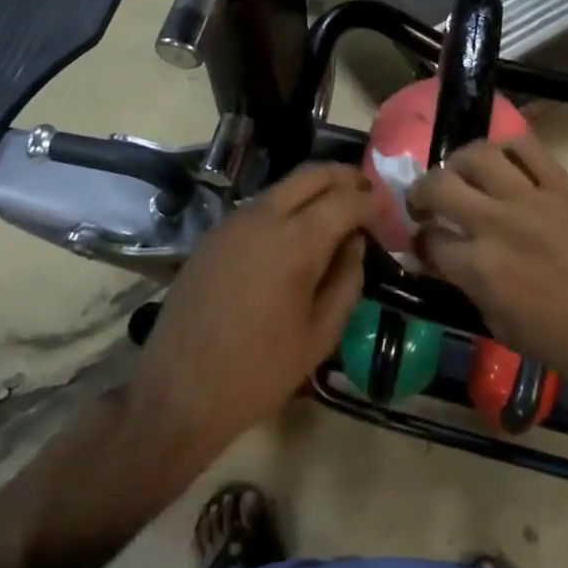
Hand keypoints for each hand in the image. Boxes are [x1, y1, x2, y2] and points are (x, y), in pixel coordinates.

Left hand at [125, 164, 374, 463]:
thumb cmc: (259, 372)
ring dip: (314, 191)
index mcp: (295, 241)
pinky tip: (296, 236)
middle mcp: (262, 217)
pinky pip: (259, 207)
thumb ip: (346, 280)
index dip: (374, 201)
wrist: (177, 392)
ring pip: (282, 188)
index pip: (346, 199)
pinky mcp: (212, 237)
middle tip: (369, 195)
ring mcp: (232, 223)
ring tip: (337, 214)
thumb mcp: (320, 334)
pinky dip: (286, 208)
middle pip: (312, 175)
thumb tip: (355, 243)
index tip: (390, 212)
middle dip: (346, 178)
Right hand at [407, 133, 567, 413]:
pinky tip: (503, 164)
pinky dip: (506, 149)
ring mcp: (534, 199)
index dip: (420, 243)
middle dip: (421, 193)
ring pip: (478, 154)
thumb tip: (449, 261)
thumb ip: (471, 287)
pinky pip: (528, 148)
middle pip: (440, 186)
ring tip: (461, 175)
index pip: (430, 240)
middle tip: (426, 204)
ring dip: (458, 163)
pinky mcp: (566, 187)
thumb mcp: (506, 329)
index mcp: (481, 269)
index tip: (424, 245)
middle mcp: (499, 224)